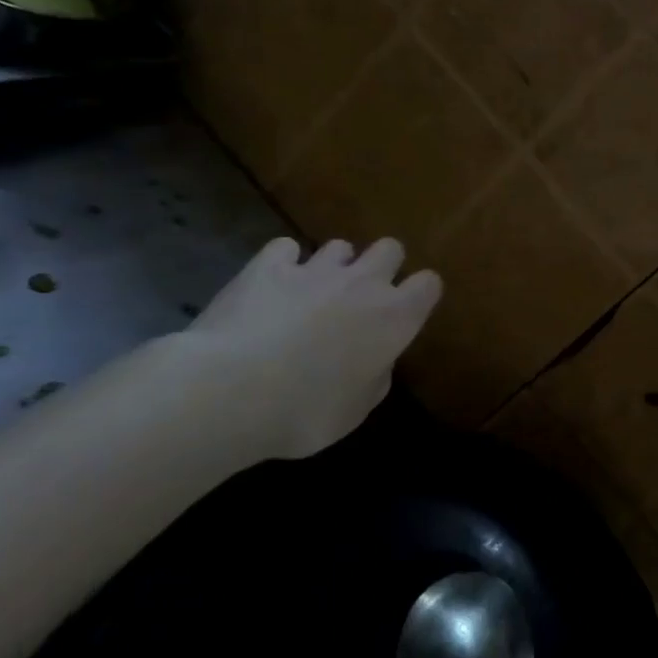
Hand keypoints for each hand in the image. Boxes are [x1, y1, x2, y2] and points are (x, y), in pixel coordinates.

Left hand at [184, 237, 442, 460]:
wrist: (229, 392)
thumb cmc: (306, 411)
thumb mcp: (356, 410)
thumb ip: (376, 376)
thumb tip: (376, 361)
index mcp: (395, 317)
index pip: (429, 284)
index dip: (419, 295)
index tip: (406, 313)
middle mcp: (364, 283)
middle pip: (391, 249)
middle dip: (381, 267)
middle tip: (361, 297)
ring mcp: (315, 269)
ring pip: (340, 246)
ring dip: (334, 266)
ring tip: (314, 292)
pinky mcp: (268, 266)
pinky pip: (286, 248)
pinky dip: (283, 262)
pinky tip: (272, 282)